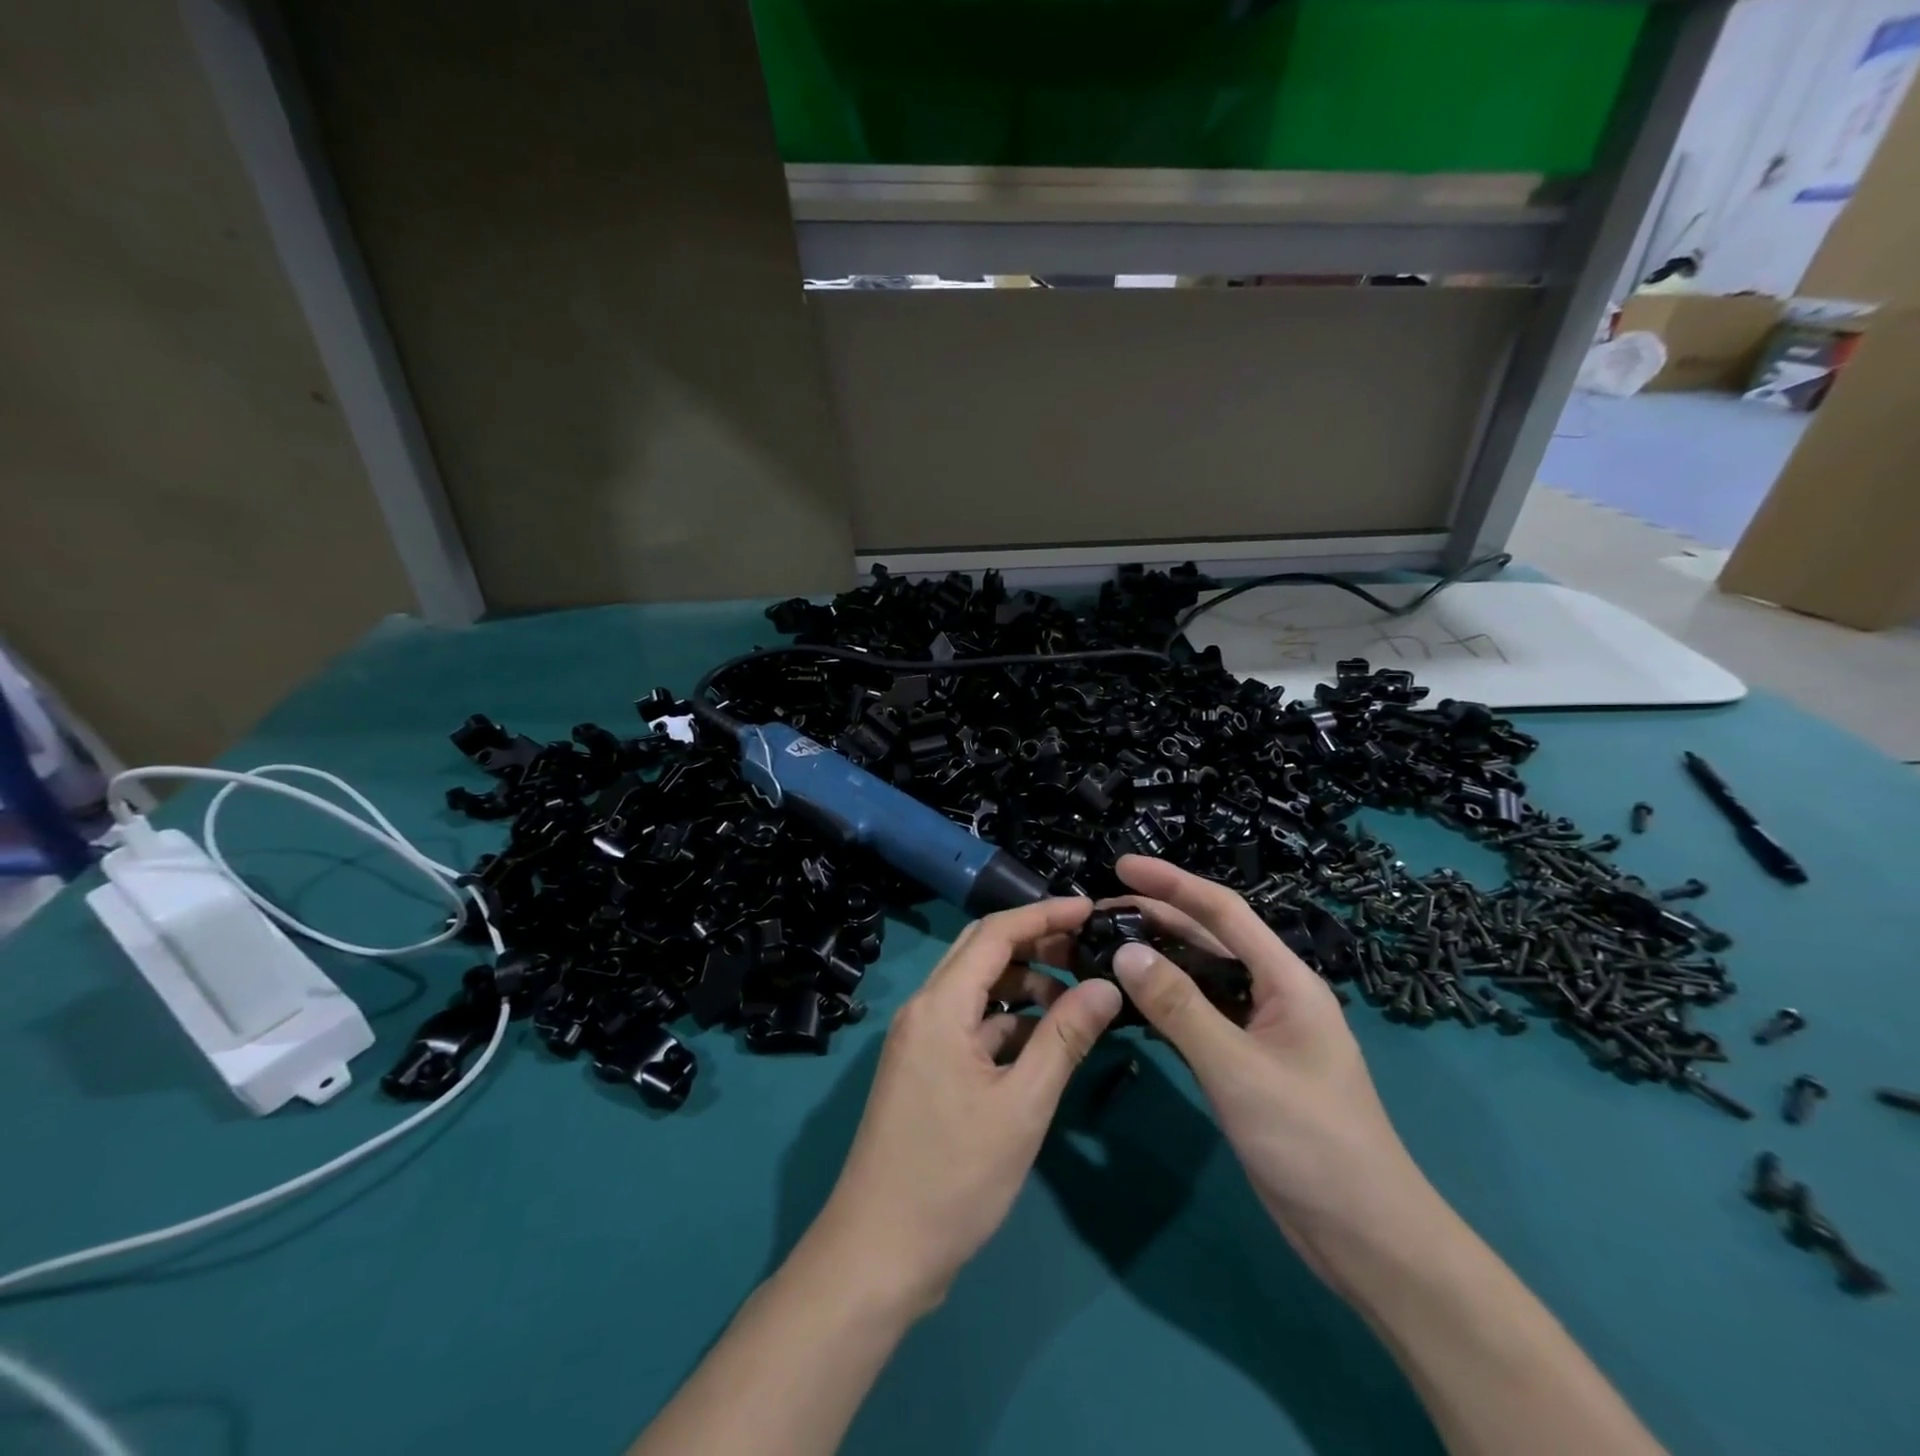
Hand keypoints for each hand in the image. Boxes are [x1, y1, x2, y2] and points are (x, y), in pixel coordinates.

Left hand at [807, 897, 1123, 1313]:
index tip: (1091, 909)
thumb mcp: (1022, 1106)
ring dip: (1024, 986)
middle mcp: (924, 1010)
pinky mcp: (926, 1069)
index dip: (1044, 915)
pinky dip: (1009, 1023)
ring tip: (1077, 1001)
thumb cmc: (953, 1177)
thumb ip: (1064, 1039)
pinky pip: (971, 1025)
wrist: (879, 1253)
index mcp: (939, 1006)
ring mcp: (921, 1040)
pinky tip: (1046, 1042)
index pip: (995, 934)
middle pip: (982, 953)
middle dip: (1035, 944)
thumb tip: (1106, 986)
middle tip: (1088, 950)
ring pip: (977, 990)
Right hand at [1106, 856, 1436, 1286]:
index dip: (1172, 882)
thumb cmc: (1311, 1142)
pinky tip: (1130, 1000)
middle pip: (1209, 939)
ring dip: (1157, 959)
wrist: (1365, 1237)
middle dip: (1158, 916)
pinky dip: (1164, 1003)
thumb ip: (1180, 1007)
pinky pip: (1199, 1016)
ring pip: (1201, 978)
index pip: (1224, 912)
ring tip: (1105, 946)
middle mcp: (1273, 994)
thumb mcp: (1238, 1069)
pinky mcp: (1246, 1064)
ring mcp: (1260, 1030)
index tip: (1121, 865)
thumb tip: (1125, 951)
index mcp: (1286, 980)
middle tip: (1099, 911)